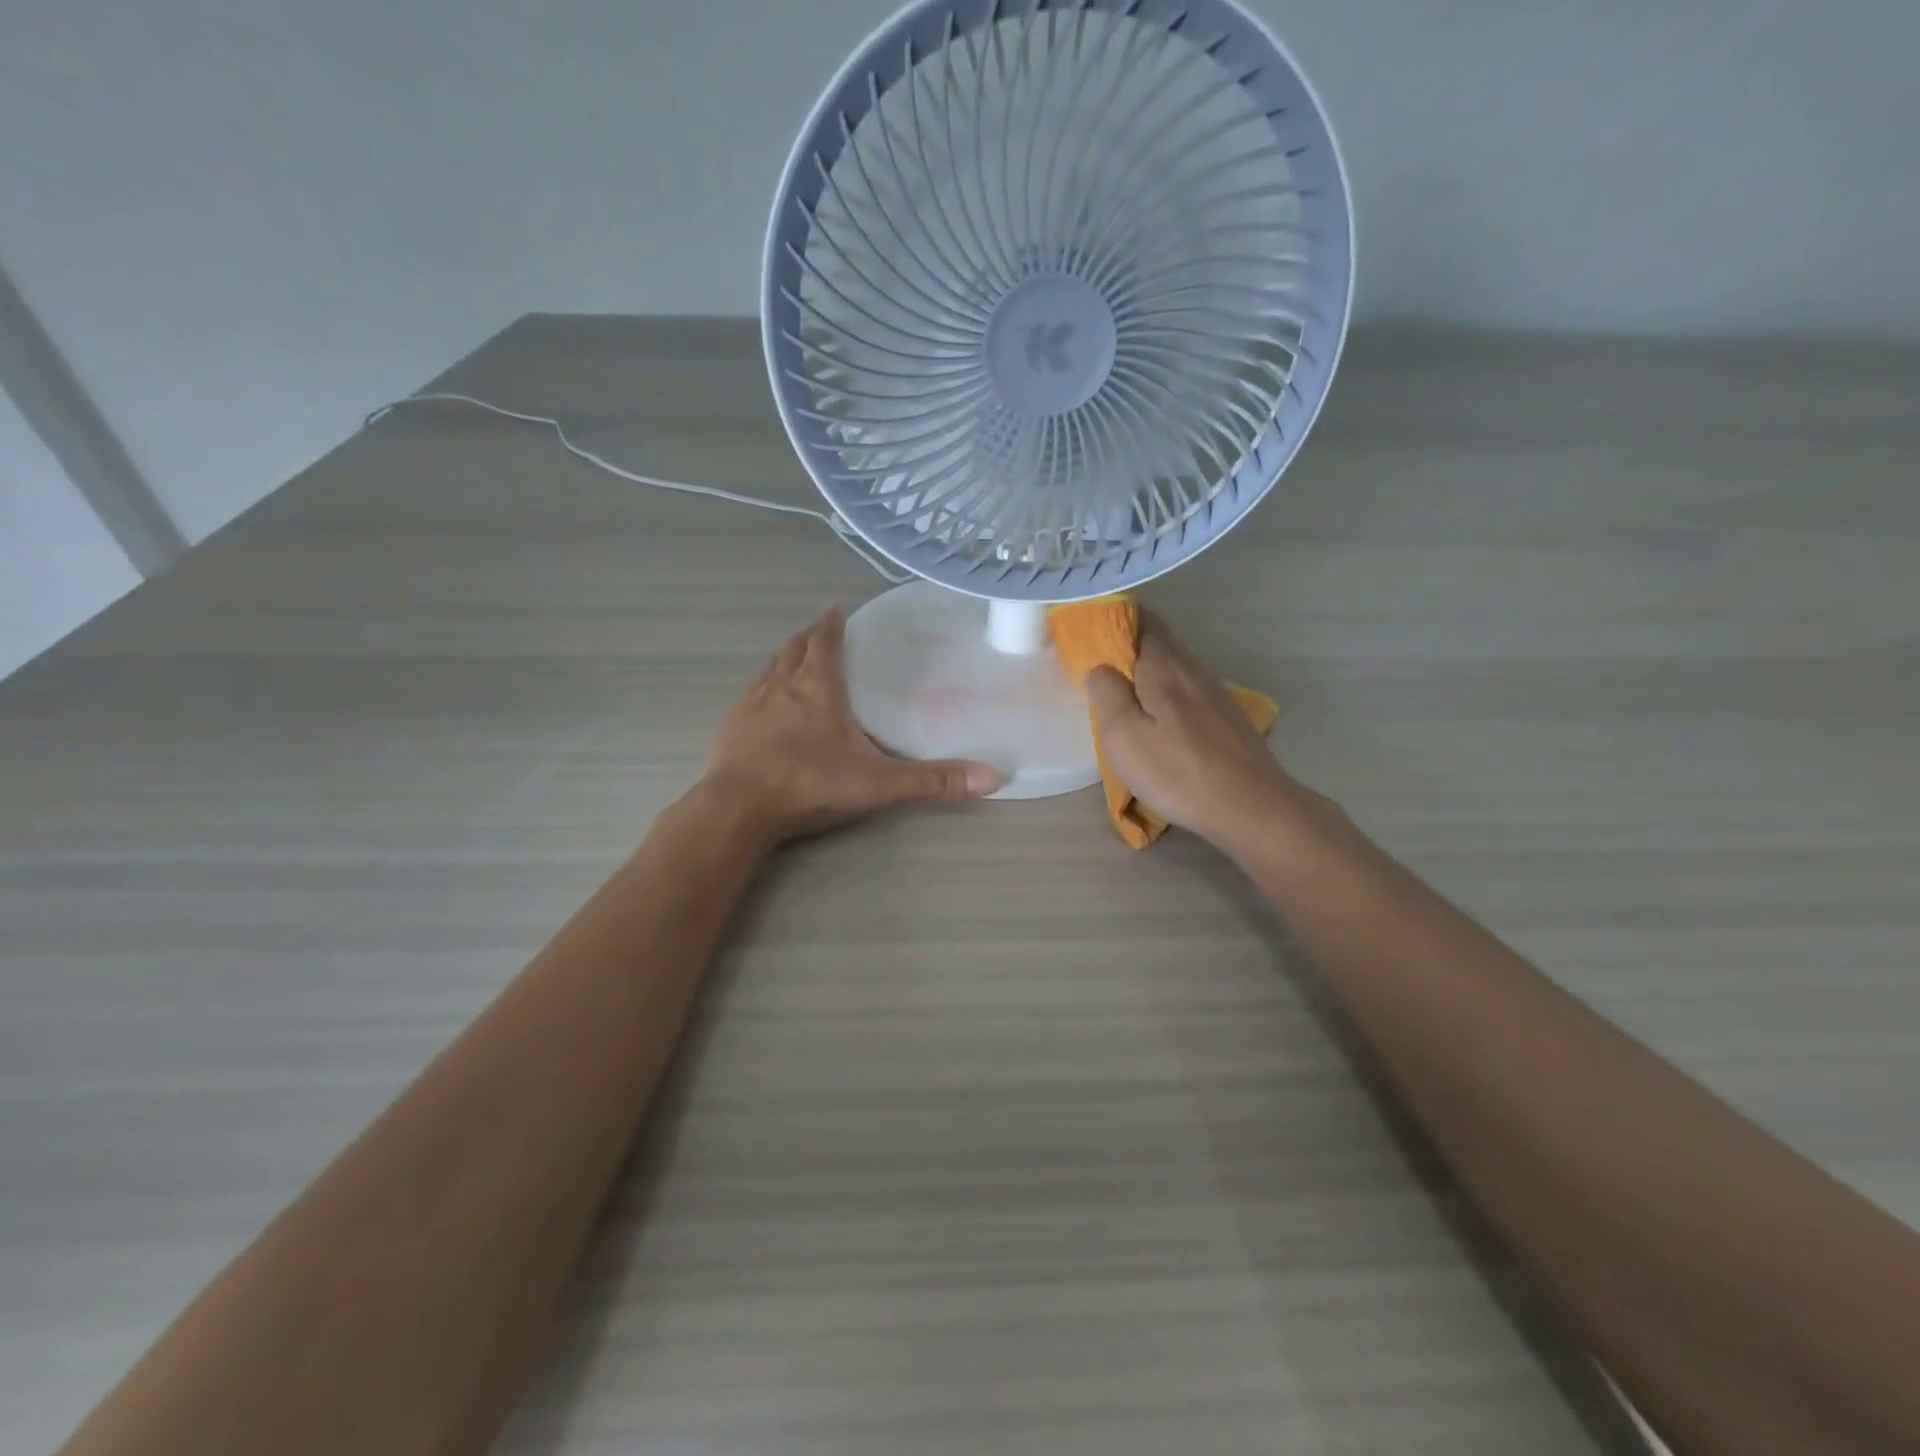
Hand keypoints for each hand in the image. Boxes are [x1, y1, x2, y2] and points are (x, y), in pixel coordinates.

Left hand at [700, 607, 1000, 844]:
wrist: (738, 808)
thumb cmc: (810, 785)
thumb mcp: (878, 784)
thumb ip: (932, 781)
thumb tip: (992, 777)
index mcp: (817, 688)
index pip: (824, 642)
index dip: (832, 624)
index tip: (837, 609)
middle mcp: (781, 686)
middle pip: (794, 648)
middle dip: (809, 636)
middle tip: (821, 630)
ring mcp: (750, 704)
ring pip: (769, 668)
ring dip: (785, 659)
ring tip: (796, 659)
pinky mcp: (730, 725)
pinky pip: (750, 694)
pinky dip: (763, 687)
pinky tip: (766, 704)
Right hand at [1084, 615, 1300, 850]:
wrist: (1250, 806)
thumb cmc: (1177, 770)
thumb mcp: (1123, 734)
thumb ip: (1107, 692)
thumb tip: (1100, 668)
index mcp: (1163, 664)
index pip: (1140, 619)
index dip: (1113, 619)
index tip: (1088, 635)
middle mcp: (1192, 667)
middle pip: (1158, 639)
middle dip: (1127, 645)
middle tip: (1099, 668)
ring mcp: (1215, 691)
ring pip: (1174, 666)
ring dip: (1147, 671)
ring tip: (1124, 695)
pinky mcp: (1227, 716)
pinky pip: (1188, 689)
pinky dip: (1166, 692)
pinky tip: (1160, 719)